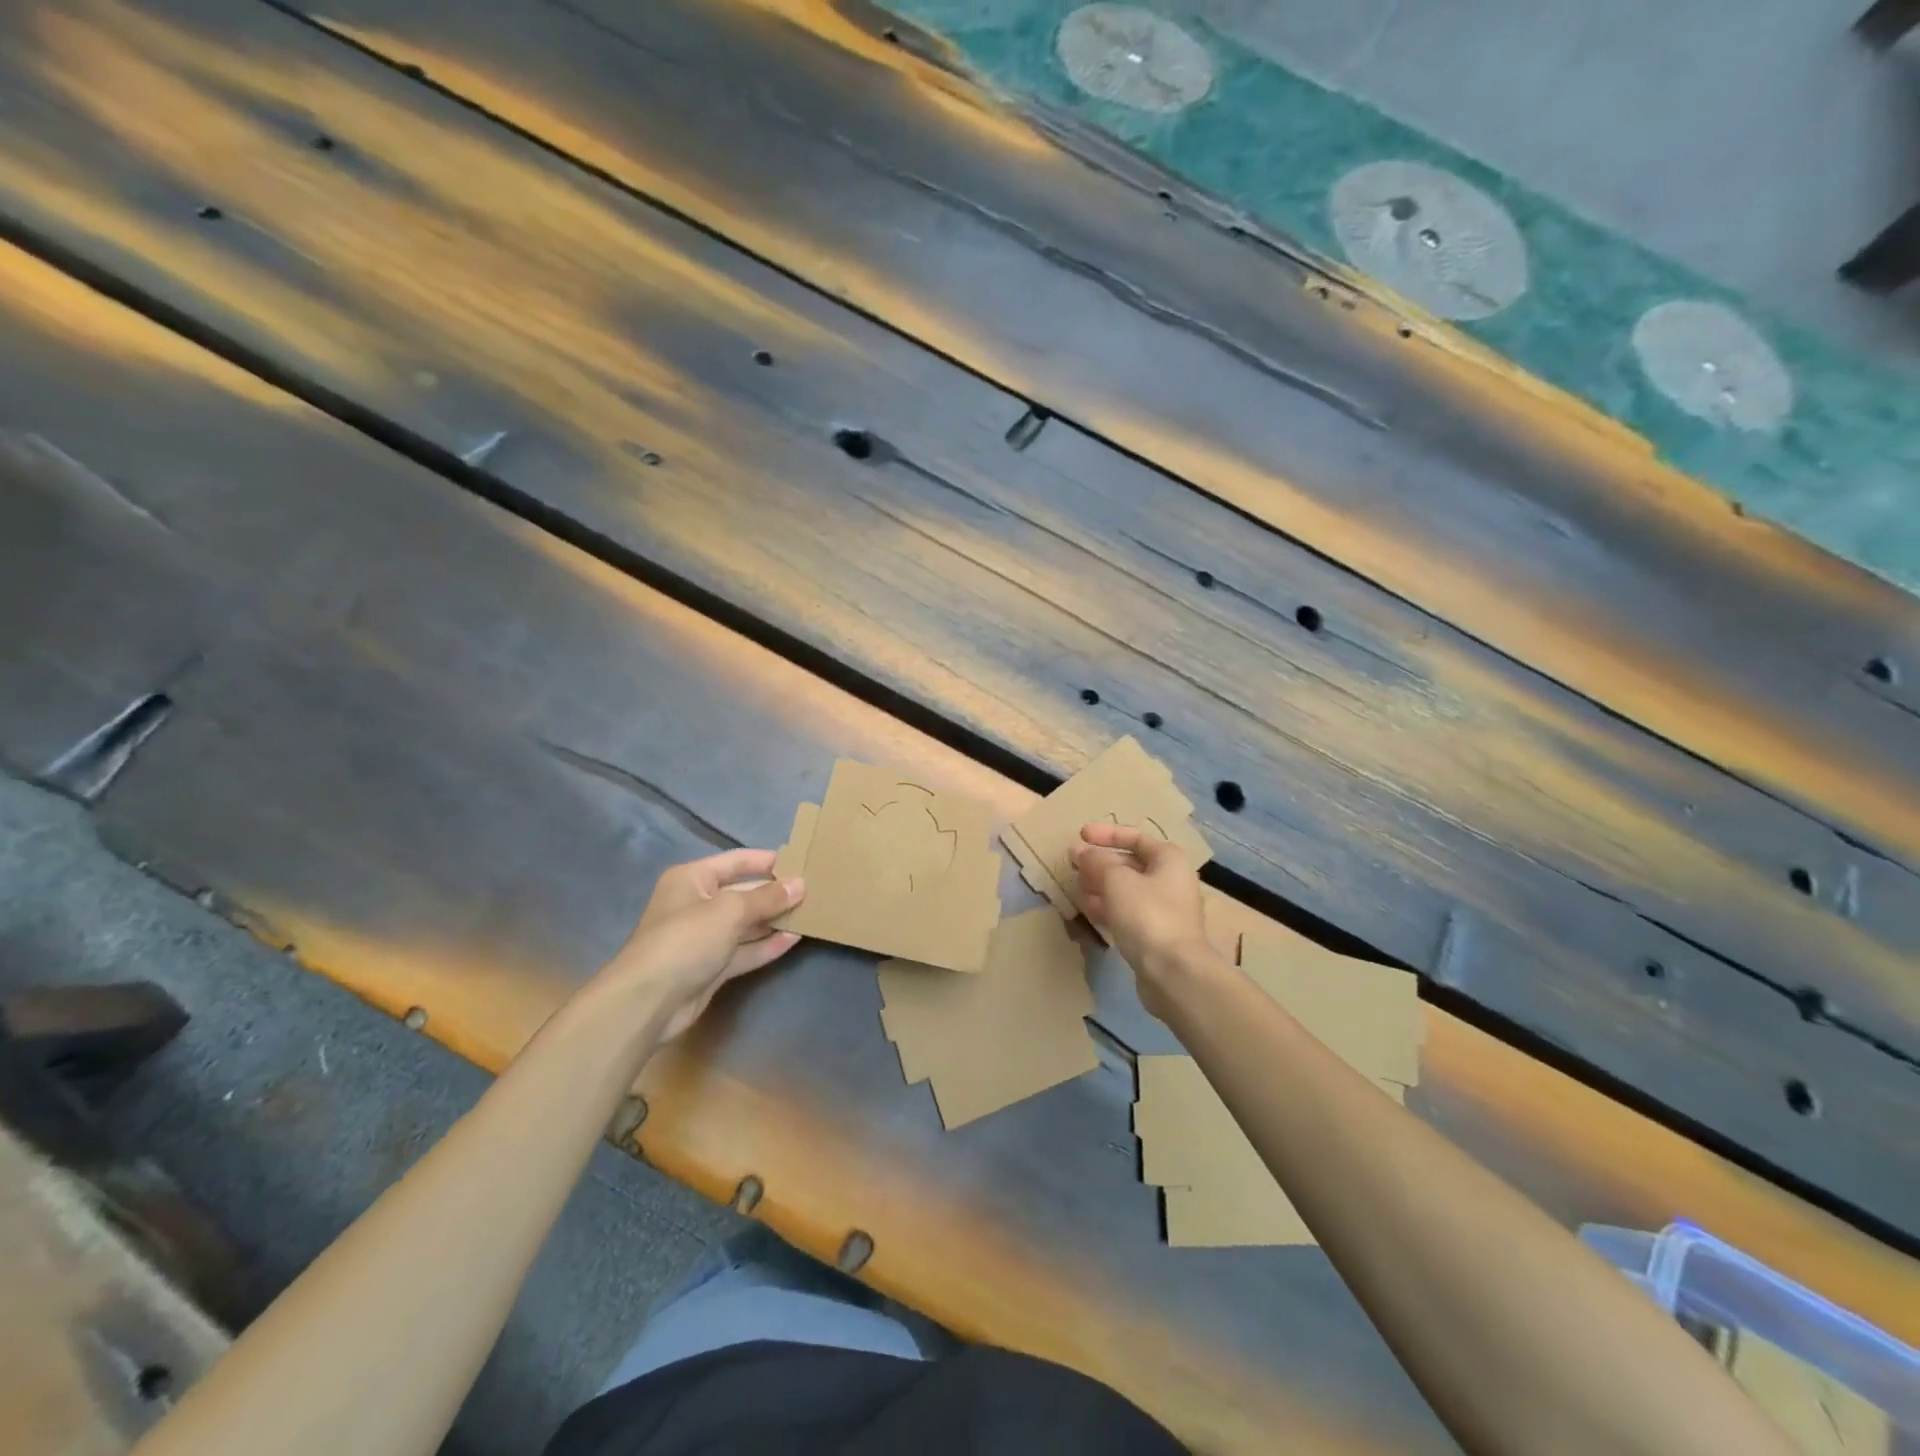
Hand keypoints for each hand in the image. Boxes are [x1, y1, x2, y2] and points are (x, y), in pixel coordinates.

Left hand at [599, 849, 804, 1041]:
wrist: (648, 1002)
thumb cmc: (685, 940)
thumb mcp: (730, 910)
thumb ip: (767, 897)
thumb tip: (800, 884)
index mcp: (692, 879)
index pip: (736, 861)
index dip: (767, 861)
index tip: (801, 861)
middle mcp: (697, 904)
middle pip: (743, 893)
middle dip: (775, 893)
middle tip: (813, 891)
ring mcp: (704, 938)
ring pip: (746, 924)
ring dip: (774, 920)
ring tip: (811, 913)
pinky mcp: (711, 967)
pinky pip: (744, 950)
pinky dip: (766, 945)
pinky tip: (794, 939)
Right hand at [1070, 824, 1214, 1017]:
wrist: (1174, 973)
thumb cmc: (1147, 914)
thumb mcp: (1116, 880)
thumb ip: (1095, 861)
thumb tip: (1079, 851)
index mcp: (1169, 860)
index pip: (1136, 837)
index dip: (1107, 834)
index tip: (1081, 835)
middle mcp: (1171, 881)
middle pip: (1131, 864)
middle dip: (1101, 862)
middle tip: (1074, 863)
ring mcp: (1164, 911)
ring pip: (1127, 890)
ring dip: (1101, 886)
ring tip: (1076, 886)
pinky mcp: (1155, 936)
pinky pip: (1127, 913)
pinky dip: (1108, 907)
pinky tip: (1087, 909)